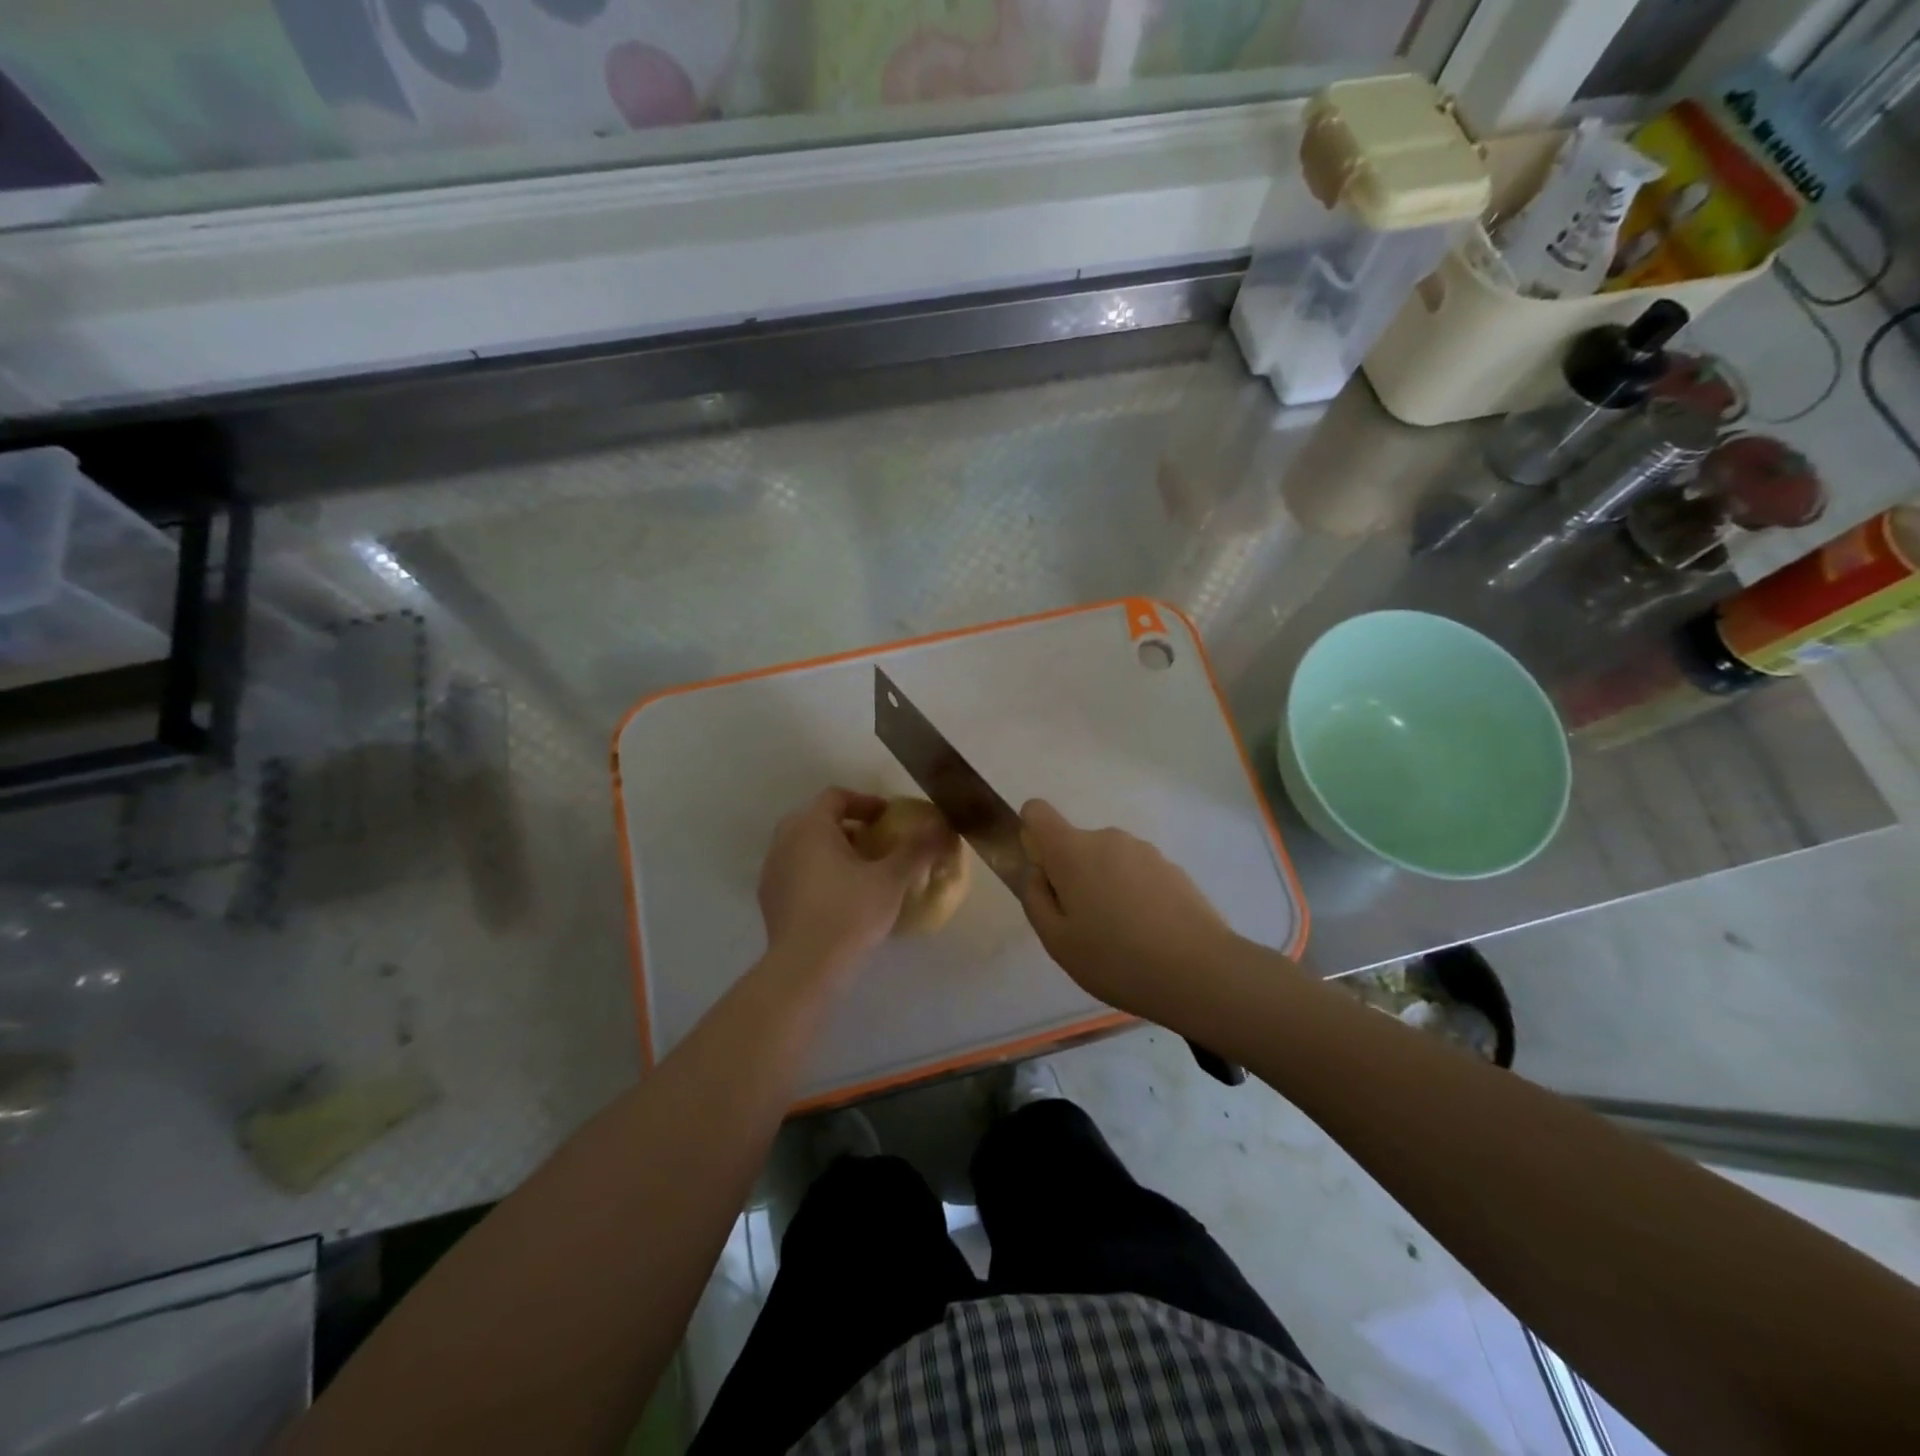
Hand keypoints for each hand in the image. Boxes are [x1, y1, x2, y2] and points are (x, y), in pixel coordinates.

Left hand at [757, 788, 942, 985]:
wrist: (805, 968)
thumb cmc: (849, 913)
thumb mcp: (891, 879)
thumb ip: (917, 848)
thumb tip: (943, 826)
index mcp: (810, 826)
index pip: (836, 797)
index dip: (866, 802)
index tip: (889, 818)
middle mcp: (784, 841)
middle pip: (817, 819)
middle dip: (849, 827)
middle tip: (877, 843)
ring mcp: (772, 871)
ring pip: (805, 847)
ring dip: (833, 851)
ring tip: (862, 871)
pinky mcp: (769, 900)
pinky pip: (797, 873)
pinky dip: (818, 874)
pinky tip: (841, 898)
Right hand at [1019, 799, 1236, 1018]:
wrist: (1200, 972)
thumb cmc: (1116, 958)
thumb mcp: (1057, 940)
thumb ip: (1035, 898)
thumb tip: (1037, 873)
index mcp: (1073, 851)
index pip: (1037, 812)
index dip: (1032, 835)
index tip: (1045, 875)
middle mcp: (1108, 839)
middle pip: (1075, 845)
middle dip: (1072, 876)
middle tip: (1084, 927)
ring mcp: (1145, 851)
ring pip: (1108, 862)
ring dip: (1105, 887)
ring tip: (1121, 937)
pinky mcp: (1173, 869)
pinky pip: (1137, 874)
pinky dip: (1134, 895)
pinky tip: (1149, 935)